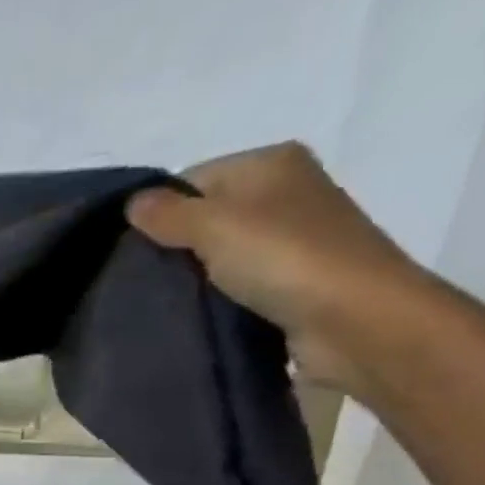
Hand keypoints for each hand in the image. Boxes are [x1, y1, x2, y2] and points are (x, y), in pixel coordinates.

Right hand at [126, 142, 432, 395]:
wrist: (355, 320)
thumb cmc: (285, 259)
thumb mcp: (215, 225)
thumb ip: (169, 214)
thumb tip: (132, 203)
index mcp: (271, 163)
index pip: (194, 179)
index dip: (159, 212)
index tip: (129, 252)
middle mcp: (285, 194)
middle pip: (207, 218)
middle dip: (173, 249)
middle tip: (139, 283)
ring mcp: (292, 242)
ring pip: (220, 257)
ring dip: (194, 281)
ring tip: (159, 305)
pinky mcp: (292, 286)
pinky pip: (238, 288)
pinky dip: (216, 303)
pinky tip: (194, 320)